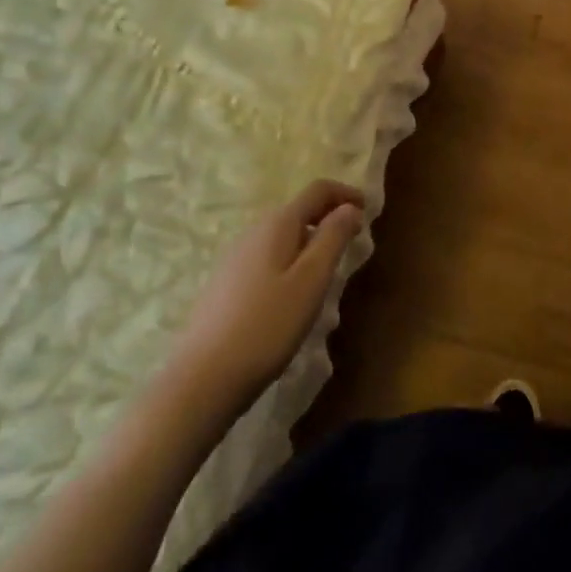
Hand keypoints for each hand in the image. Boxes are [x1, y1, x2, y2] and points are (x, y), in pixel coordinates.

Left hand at [166, 180, 365, 422]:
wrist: (202, 380)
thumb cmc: (268, 325)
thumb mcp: (312, 279)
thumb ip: (333, 237)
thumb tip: (349, 208)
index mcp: (277, 225)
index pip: (317, 191)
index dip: (345, 193)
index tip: (369, 210)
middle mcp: (253, 232)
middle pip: (298, 211)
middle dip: (328, 218)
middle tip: (352, 241)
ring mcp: (234, 259)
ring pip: (282, 236)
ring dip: (309, 241)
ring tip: (327, 269)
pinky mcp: (225, 286)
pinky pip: (267, 258)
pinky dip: (290, 260)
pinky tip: (293, 293)